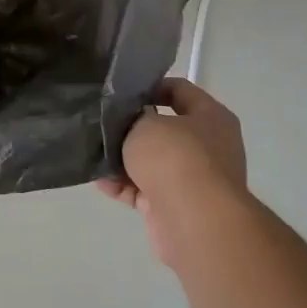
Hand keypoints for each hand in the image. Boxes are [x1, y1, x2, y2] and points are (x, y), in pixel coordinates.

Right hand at [97, 77, 250, 268]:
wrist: (193, 220)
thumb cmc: (174, 157)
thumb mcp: (144, 122)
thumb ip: (132, 117)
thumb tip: (129, 123)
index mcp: (211, 117)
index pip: (180, 90)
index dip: (150, 86)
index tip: (121, 92)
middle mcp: (209, 147)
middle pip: (164, 130)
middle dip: (132, 129)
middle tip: (103, 122)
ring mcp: (194, 180)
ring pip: (153, 163)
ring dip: (124, 161)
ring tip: (94, 153)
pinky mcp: (177, 207)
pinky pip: (145, 190)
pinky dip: (124, 186)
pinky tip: (100, 181)